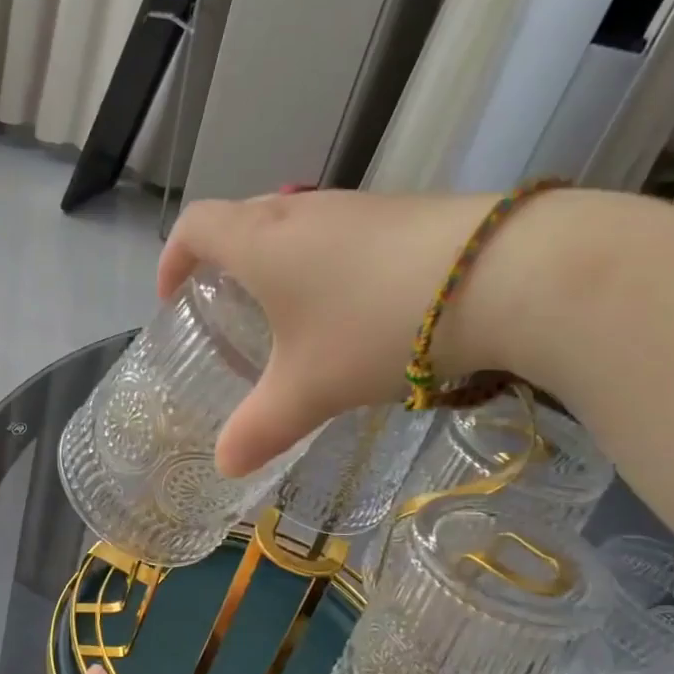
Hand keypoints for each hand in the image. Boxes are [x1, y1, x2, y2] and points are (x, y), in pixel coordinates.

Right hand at [159, 189, 503, 475]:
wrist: (501, 274)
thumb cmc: (373, 327)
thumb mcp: (309, 389)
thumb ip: (261, 428)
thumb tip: (226, 466)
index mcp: (260, 242)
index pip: (195, 226)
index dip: (173, 259)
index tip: (172, 298)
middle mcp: (301, 211)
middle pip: (240, 219)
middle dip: (220, 261)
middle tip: (224, 310)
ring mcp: (355, 206)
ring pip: (293, 225)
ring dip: (275, 263)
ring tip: (286, 315)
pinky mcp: (401, 214)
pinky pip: (338, 233)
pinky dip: (322, 264)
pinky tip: (351, 309)